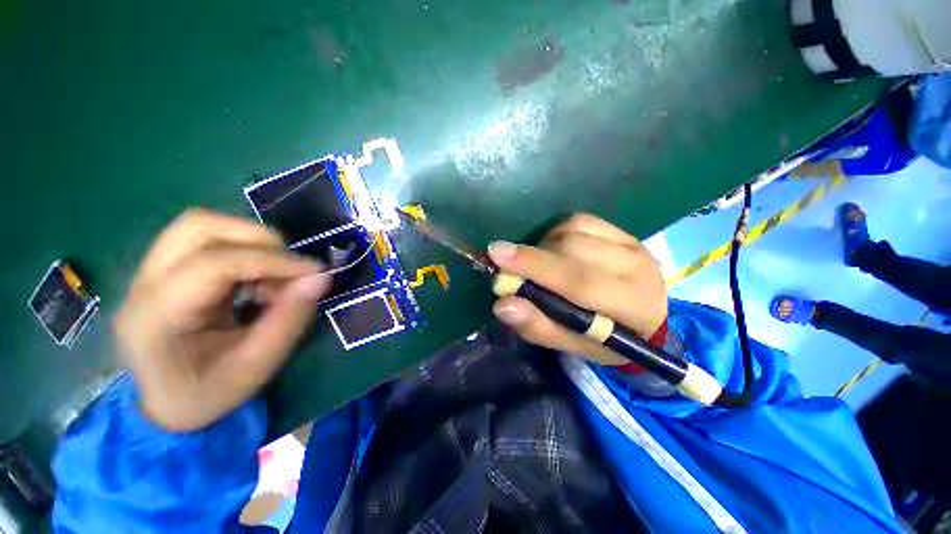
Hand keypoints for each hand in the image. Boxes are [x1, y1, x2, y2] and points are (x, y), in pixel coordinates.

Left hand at [114, 209, 328, 431]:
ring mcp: (148, 273)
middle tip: (291, 266)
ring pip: (201, 226)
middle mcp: (143, 285)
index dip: (272, 261)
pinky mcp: (164, 270)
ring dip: (250, 241)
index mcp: (155, 317)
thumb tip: (321, 277)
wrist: (166, 406)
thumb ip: (289, 319)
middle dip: (257, 239)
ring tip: (276, 273)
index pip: (213, 264)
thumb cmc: (209, 395)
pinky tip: (258, 279)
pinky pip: (207, 240)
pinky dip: (244, 250)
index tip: (314, 271)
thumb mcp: (256, 367)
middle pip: (198, 227)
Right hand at [488, 214, 666, 365]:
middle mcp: (637, 266)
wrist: (647, 320)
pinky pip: (579, 220)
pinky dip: (557, 233)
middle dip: (532, 256)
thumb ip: (539, 327)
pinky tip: (554, 250)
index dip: (534, 266)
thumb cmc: (608, 340)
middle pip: (573, 248)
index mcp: (633, 306)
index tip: (496, 255)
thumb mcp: (574, 346)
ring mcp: (631, 243)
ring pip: (573, 229)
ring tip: (539, 265)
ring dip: (544, 246)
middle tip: (507, 266)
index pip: (579, 281)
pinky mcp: (622, 231)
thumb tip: (503, 304)